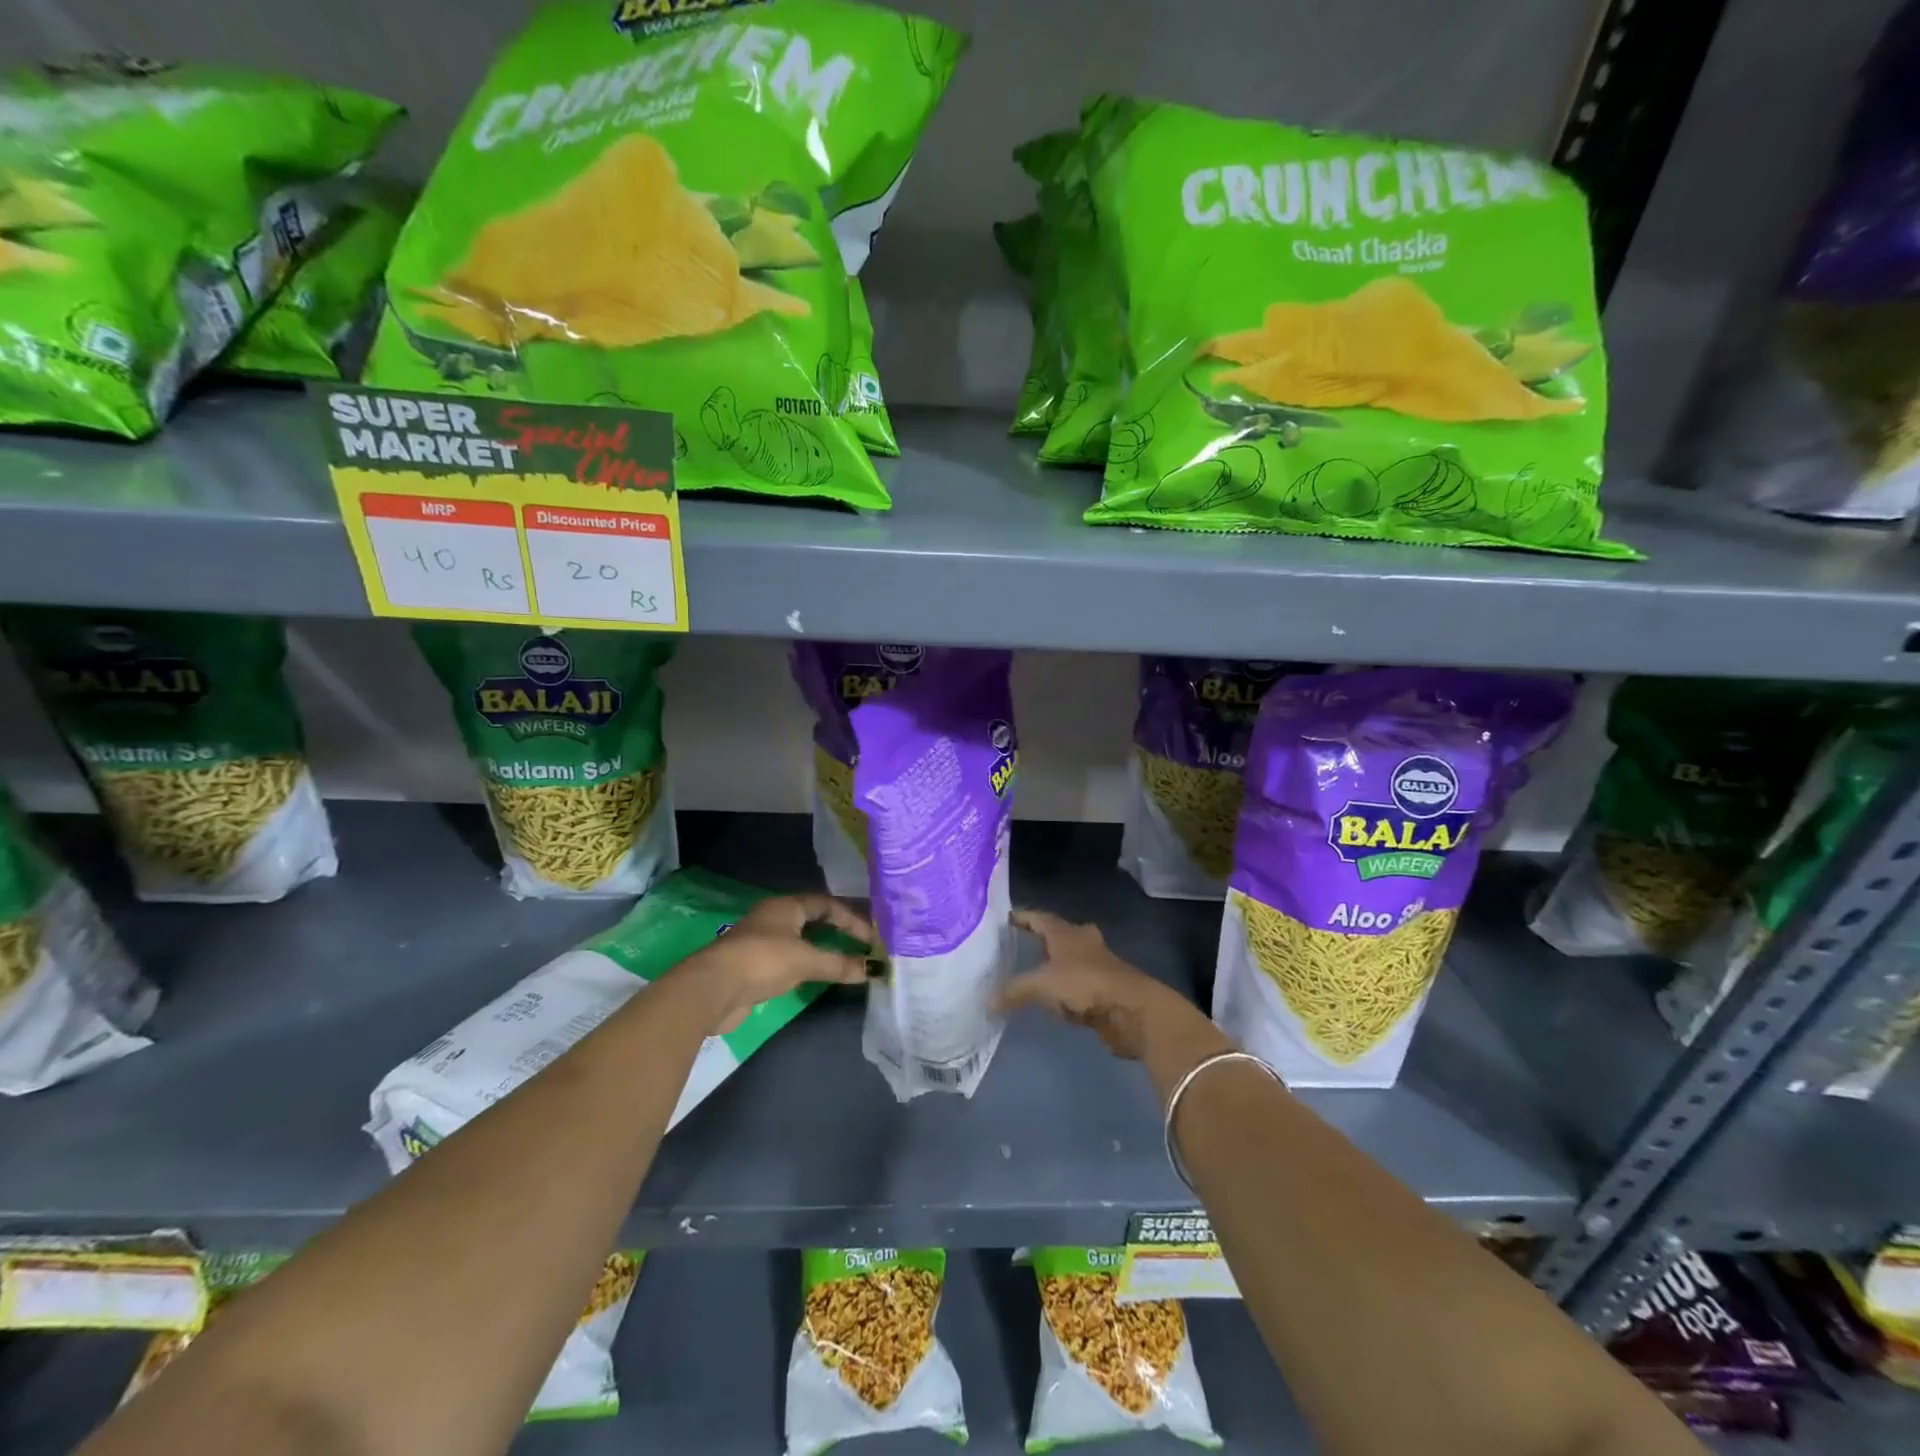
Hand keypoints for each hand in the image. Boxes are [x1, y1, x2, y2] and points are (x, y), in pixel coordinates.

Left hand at [680, 893, 874, 1032]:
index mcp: (786, 907)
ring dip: (822, 950)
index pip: (826, 905)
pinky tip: (817, 978)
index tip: (871, 938)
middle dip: (837, 933)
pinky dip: (807, 966)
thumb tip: (871, 969)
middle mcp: (774, 918)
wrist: (713, 989)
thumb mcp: (806, 961)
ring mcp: (761, 942)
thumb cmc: (762, 961)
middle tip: (861, 947)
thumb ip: (839, 964)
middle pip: (812, 920)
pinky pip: (789, 961)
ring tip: (845, 963)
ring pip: (800, 941)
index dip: (851, 919)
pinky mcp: (753, 966)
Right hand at [997, 910, 1229, 1070]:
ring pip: (1070, 961)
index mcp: (1067, 933)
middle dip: (1043, 939)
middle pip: (1060, 935)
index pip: (1040, 917)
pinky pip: (1078, 986)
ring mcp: (1098, 966)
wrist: (1133, 1010)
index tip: (1006, 918)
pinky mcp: (1106, 990)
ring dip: (1056, 966)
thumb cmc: (1085, 984)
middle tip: (1021, 944)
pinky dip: (1066, 991)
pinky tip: (1055, 1001)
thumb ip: (1014, 991)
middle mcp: (1083, 943)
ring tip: (1034, 974)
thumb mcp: (1043, 985)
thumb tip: (987, 1002)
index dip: (1023, 917)